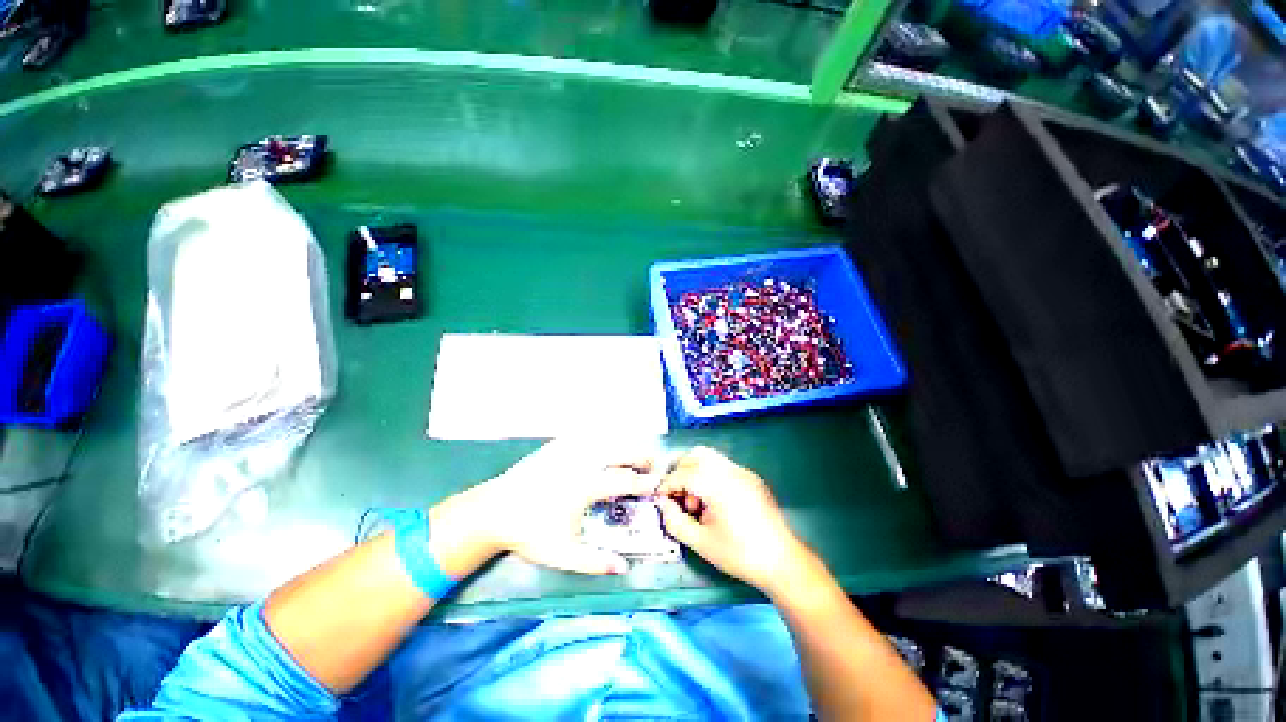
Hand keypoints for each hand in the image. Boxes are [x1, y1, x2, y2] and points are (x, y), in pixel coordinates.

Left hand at [451, 438, 660, 575]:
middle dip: (638, 457)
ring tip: (631, 454)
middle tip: (652, 462)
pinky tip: (600, 443)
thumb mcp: (562, 553)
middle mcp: (581, 464)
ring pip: (602, 443)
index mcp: (586, 486)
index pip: (623, 480)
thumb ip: (594, 562)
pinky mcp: (554, 448)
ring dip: (621, 448)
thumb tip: (624, 568)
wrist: (493, 511)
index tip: (656, 483)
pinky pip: (582, 438)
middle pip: (618, 454)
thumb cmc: (529, 533)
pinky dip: (598, 439)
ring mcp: (567, 453)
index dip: (643, 482)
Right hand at [657, 446, 809, 592]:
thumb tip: (663, 504)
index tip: (660, 499)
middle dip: (681, 472)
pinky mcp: (751, 478)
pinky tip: (714, 503)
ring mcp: (743, 472)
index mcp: (718, 484)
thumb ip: (675, 521)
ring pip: (710, 457)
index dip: (667, 485)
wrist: (782, 562)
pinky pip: (723, 467)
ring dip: (696, 472)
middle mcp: (731, 470)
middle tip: (679, 497)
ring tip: (698, 503)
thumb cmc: (739, 555)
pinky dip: (711, 476)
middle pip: (696, 455)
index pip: (683, 473)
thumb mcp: (700, 543)